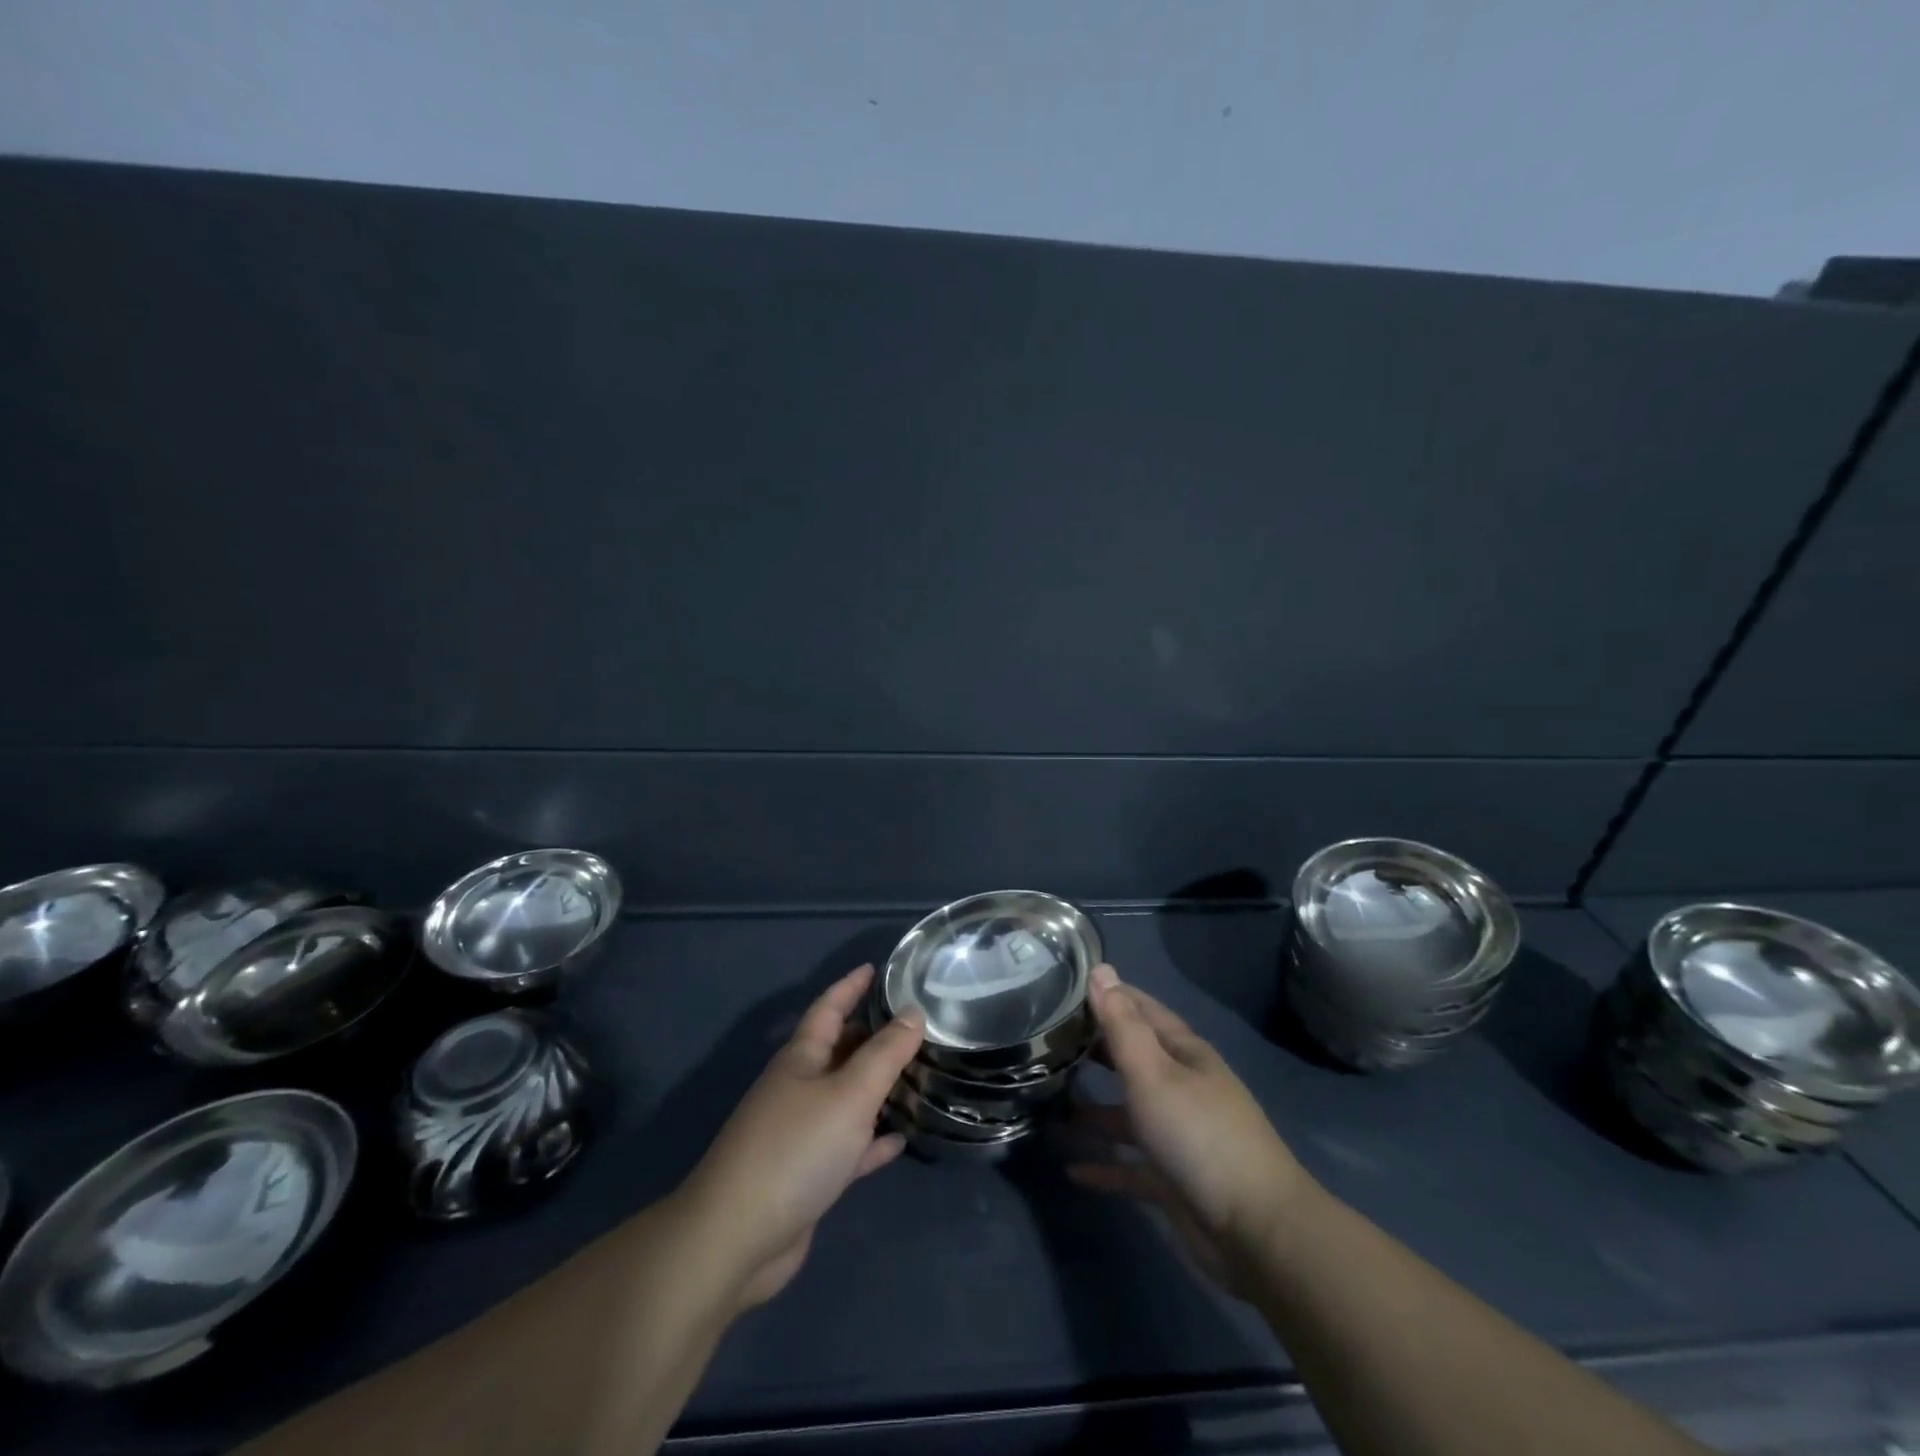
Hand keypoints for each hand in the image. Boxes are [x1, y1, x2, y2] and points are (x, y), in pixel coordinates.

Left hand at [677, 965, 923, 1309]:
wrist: (737, 1237)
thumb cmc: (795, 1149)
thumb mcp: (849, 1094)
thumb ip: (885, 1054)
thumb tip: (913, 1013)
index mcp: (801, 1059)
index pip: (828, 1008)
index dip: (850, 986)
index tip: (875, 968)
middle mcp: (799, 1088)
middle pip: (840, 1051)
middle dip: (872, 1036)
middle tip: (914, 1025)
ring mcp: (801, 1133)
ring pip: (847, 1098)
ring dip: (878, 1087)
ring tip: (918, 1076)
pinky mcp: (807, 1175)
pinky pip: (848, 1145)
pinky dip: (872, 1139)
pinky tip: (900, 1138)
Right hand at [1067, 964, 1312, 1295]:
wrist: (1256, 1231)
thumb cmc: (1198, 1134)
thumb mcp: (1153, 1072)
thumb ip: (1122, 1025)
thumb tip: (1101, 970)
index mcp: (1183, 1054)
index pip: (1141, 1011)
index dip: (1109, 996)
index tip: (1066, 986)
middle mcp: (1181, 1088)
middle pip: (1132, 1060)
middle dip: (1094, 1050)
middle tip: (1047, 1042)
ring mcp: (1178, 1136)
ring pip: (1126, 1115)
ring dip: (1091, 1112)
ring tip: (1046, 1106)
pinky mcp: (1172, 1182)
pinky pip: (1129, 1167)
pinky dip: (1103, 1165)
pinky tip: (1071, 1169)